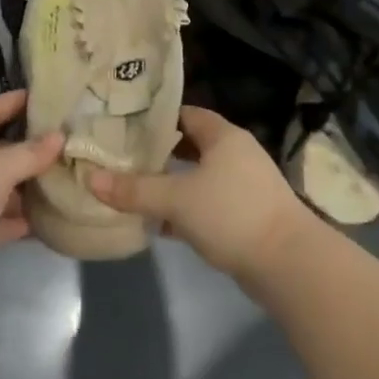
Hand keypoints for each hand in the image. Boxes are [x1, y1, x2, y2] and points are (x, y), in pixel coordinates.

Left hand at [0, 90, 62, 288]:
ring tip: (62, 186)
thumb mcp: (1, 167)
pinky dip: (13, 221)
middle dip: (29, 150)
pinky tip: (42, 224)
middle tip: (67, 148)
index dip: (21, 102)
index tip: (51, 100)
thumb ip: (31, 153)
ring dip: (23, 189)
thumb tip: (59, 135)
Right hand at [86, 105, 311, 284]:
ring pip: (197, 176)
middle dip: (158, 151)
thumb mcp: (176, 199)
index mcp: (223, 136)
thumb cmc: (231, 214)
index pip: (184, 114)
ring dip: (170, 183)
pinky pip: (207, 203)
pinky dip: (185, 209)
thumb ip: (134, 190)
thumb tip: (91, 178)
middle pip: (190, 144)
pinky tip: (159, 224)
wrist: (288, 264)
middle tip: (122, 156)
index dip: (155, 118)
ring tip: (134, 188)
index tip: (124, 125)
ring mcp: (244, 185)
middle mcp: (236, 154)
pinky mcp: (246, 215)